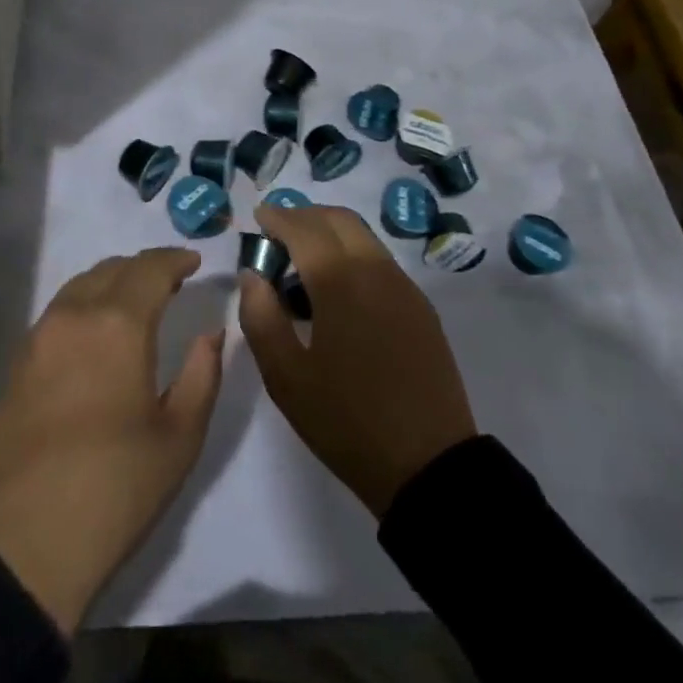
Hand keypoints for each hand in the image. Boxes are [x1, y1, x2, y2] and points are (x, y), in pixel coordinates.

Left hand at [0, 247, 223, 633]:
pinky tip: (96, 334)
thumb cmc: (114, 489)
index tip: (194, 263)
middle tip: (169, 283)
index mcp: (117, 324)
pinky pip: (58, 312)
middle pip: (112, 269)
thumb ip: (203, 374)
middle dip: (144, 269)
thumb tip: (210, 333)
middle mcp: (74, 315)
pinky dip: (85, 305)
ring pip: (80, 286)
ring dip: (112, 283)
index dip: (175, 260)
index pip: (150, 269)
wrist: (23, 543)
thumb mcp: (179, 438)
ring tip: (134, 303)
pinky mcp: (17, 363)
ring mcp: (39, 337)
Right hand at [239, 204, 476, 517]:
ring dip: (330, 231)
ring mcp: (403, 286)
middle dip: (305, 216)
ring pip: (363, 236)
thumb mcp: (286, 378)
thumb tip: (252, 275)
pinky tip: (339, 285)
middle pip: (338, 220)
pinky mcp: (420, 306)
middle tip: (278, 231)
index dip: (278, 218)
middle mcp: (375, 269)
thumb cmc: (347, 422)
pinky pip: (380, 260)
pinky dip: (352, 252)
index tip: (259, 217)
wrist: (429, 466)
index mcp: (340, 281)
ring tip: (304, 257)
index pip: (304, 229)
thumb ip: (261, 317)